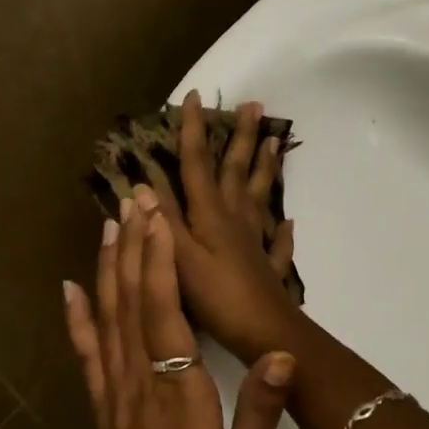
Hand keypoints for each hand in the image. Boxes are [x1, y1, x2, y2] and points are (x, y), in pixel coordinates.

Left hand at [63, 190, 295, 428]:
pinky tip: (69, 289)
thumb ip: (259, 412)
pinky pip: (85, 355)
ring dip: (106, 268)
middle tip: (132, 200)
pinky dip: (76, 318)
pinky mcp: (100, 409)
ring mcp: (113, 394)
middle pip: (130, 302)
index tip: (156, 217)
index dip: (158, 261)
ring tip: (108, 225)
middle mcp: (139, 383)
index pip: (165, 313)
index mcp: (178, 394)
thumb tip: (283, 355)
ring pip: (106, 319)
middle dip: (132, 246)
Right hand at [151, 91, 300, 363]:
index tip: (195, 96)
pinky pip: (277, 242)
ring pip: (259, 195)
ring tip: (275, 141)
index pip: (198, 163)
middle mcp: (235, 220)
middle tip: (255, 105)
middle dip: (240, 137)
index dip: (194, 130)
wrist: (265, 332)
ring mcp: (255, 241)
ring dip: (265, 167)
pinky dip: (282, 230)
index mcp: (210, 214)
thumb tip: (140, 181)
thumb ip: (161, 220)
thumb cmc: (216, 296)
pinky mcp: (268, 266)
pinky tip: (288, 222)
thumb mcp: (178, 257)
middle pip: (236, 170)